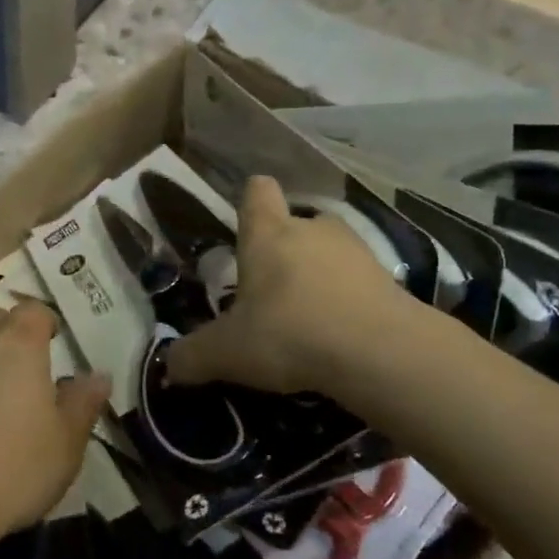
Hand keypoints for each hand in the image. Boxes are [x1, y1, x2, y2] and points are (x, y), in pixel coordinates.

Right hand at [167, 175, 414, 396]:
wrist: (381, 352)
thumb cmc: (289, 333)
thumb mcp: (227, 353)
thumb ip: (193, 357)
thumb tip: (169, 367)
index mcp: (268, 233)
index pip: (257, 191)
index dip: (249, 202)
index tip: (243, 229)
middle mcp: (312, 229)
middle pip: (295, 223)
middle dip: (283, 251)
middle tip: (270, 294)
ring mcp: (356, 251)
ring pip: (329, 252)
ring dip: (318, 275)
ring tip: (308, 318)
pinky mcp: (389, 279)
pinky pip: (359, 282)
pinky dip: (348, 300)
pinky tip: (341, 335)